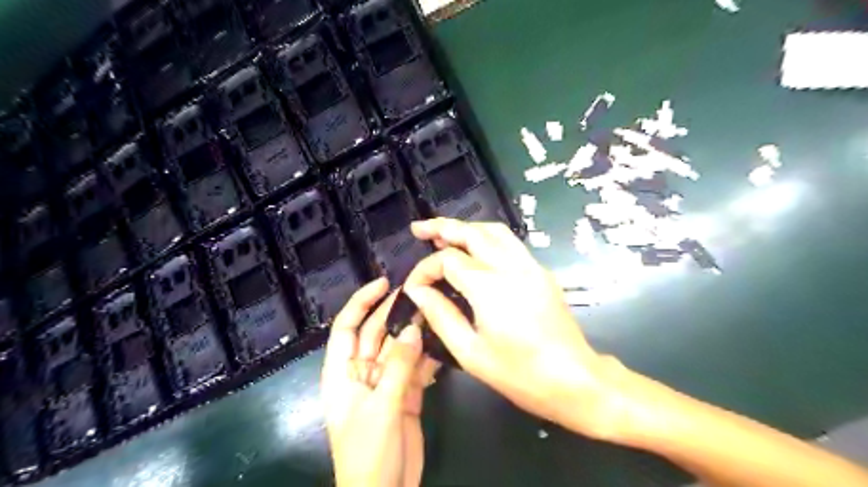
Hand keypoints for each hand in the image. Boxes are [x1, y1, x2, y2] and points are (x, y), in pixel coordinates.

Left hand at [320, 279, 436, 486]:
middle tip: (420, 293)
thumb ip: (398, 366)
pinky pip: (416, 368)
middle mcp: (363, 373)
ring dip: (415, 332)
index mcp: (343, 373)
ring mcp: (386, 383)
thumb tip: (414, 329)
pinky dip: (428, 357)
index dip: (361, 302)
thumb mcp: (381, 406)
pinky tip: (443, 343)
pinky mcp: (406, 395)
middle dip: (394, 313)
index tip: (383, 283)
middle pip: (376, 334)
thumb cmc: (368, 452)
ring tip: (436, 311)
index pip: (346, 328)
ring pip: (399, 349)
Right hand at [400, 218, 630, 439]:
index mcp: (489, 286)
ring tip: (444, 234)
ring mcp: (530, 265)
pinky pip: (510, 243)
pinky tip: (476, 250)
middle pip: (472, 232)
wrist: (574, 379)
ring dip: (467, 228)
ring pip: (494, 231)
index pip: (448, 260)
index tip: (414, 287)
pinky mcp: (541, 271)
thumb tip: (417, 292)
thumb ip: (440, 316)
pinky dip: (487, 237)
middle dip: (442, 227)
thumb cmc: (519, 373)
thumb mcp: (470, 352)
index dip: (425, 269)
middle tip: (419, 229)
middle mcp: (510, 266)